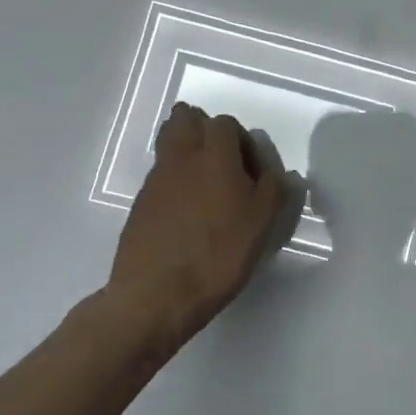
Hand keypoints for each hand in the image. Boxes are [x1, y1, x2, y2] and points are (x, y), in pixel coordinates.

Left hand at [108, 104, 299, 345]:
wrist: (157, 295)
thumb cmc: (219, 254)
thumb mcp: (262, 221)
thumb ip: (274, 187)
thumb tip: (273, 170)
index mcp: (213, 155)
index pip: (225, 123)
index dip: (243, 141)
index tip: (253, 172)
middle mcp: (180, 157)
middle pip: (185, 119)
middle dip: (206, 130)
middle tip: (226, 163)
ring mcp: (156, 179)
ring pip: (169, 143)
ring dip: (189, 152)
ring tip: (208, 186)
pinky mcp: (141, 203)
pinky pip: (161, 174)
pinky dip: (176, 180)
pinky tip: (190, 212)